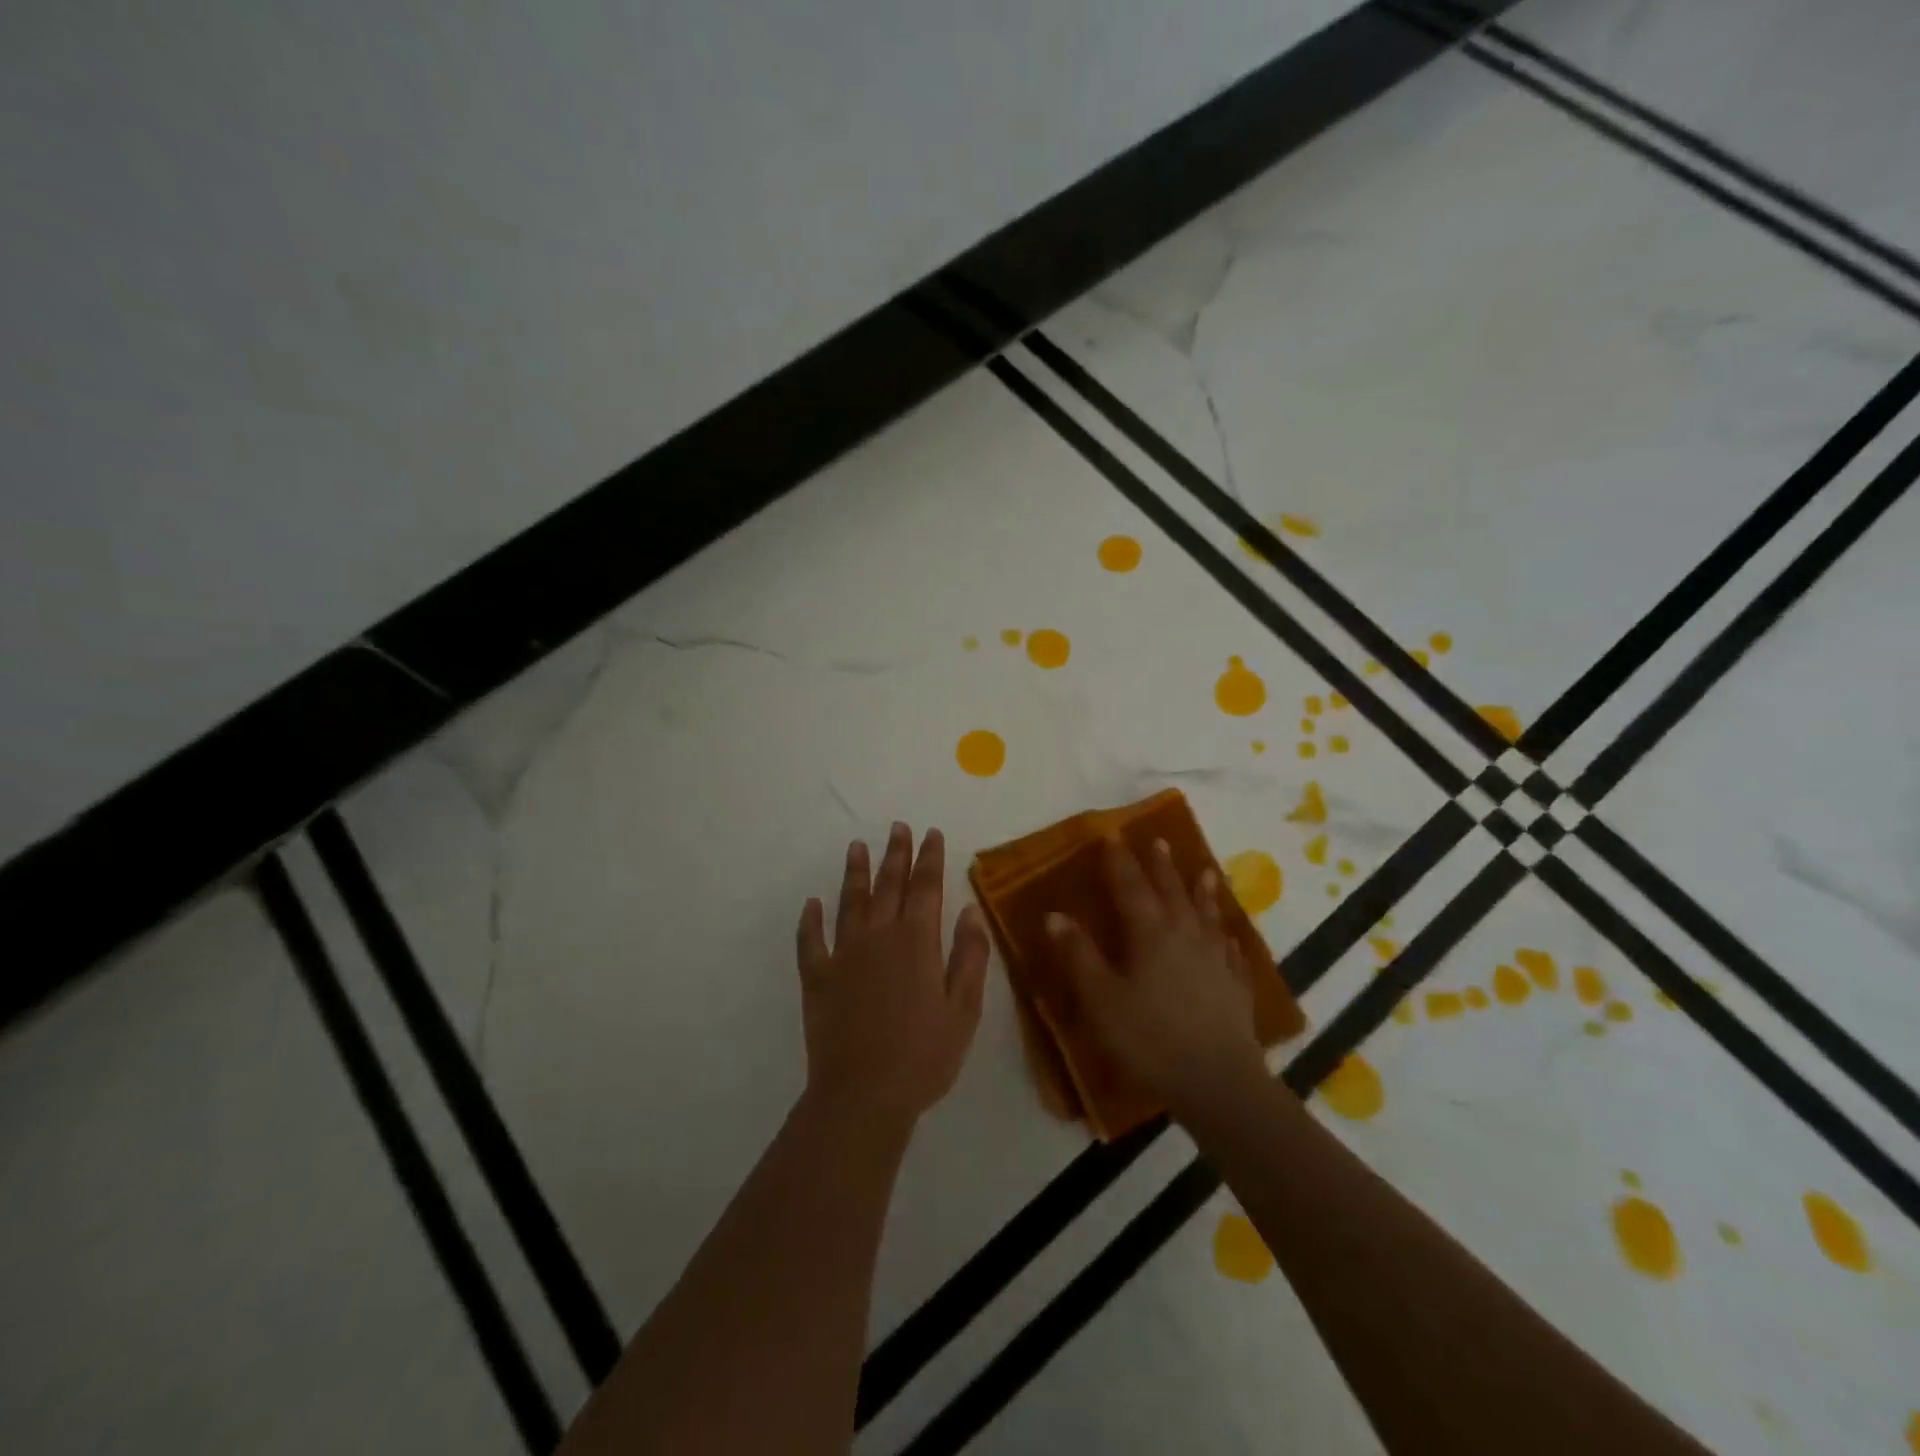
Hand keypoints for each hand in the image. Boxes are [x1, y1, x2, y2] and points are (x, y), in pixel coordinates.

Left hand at [796, 823, 990, 1135]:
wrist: (863, 1096)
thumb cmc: (924, 1055)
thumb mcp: (964, 1009)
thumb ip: (969, 955)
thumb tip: (969, 909)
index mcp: (917, 941)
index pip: (926, 887)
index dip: (930, 858)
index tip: (932, 833)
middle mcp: (879, 936)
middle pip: (889, 885)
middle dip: (896, 854)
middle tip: (898, 827)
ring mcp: (843, 955)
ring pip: (850, 902)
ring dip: (854, 872)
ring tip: (856, 846)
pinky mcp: (818, 978)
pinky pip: (811, 941)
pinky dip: (810, 920)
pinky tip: (811, 904)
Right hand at [1046, 837, 1266, 1124]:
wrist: (1219, 1082)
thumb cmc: (1150, 1039)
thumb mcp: (1101, 999)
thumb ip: (1078, 955)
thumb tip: (1054, 914)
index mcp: (1150, 934)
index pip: (1131, 887)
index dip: (1120, 862)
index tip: (1112, 837)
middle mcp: (1186, 936)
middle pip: (1172, 892)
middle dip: (1161, 866)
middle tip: (1158, 841)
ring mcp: (1216, 960)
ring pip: (1207, 915)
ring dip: (1202, 891)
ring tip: (1206, 872)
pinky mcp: (1236, 987)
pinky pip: (1231, 952)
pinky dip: (1227, 938)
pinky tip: (1228, 938)